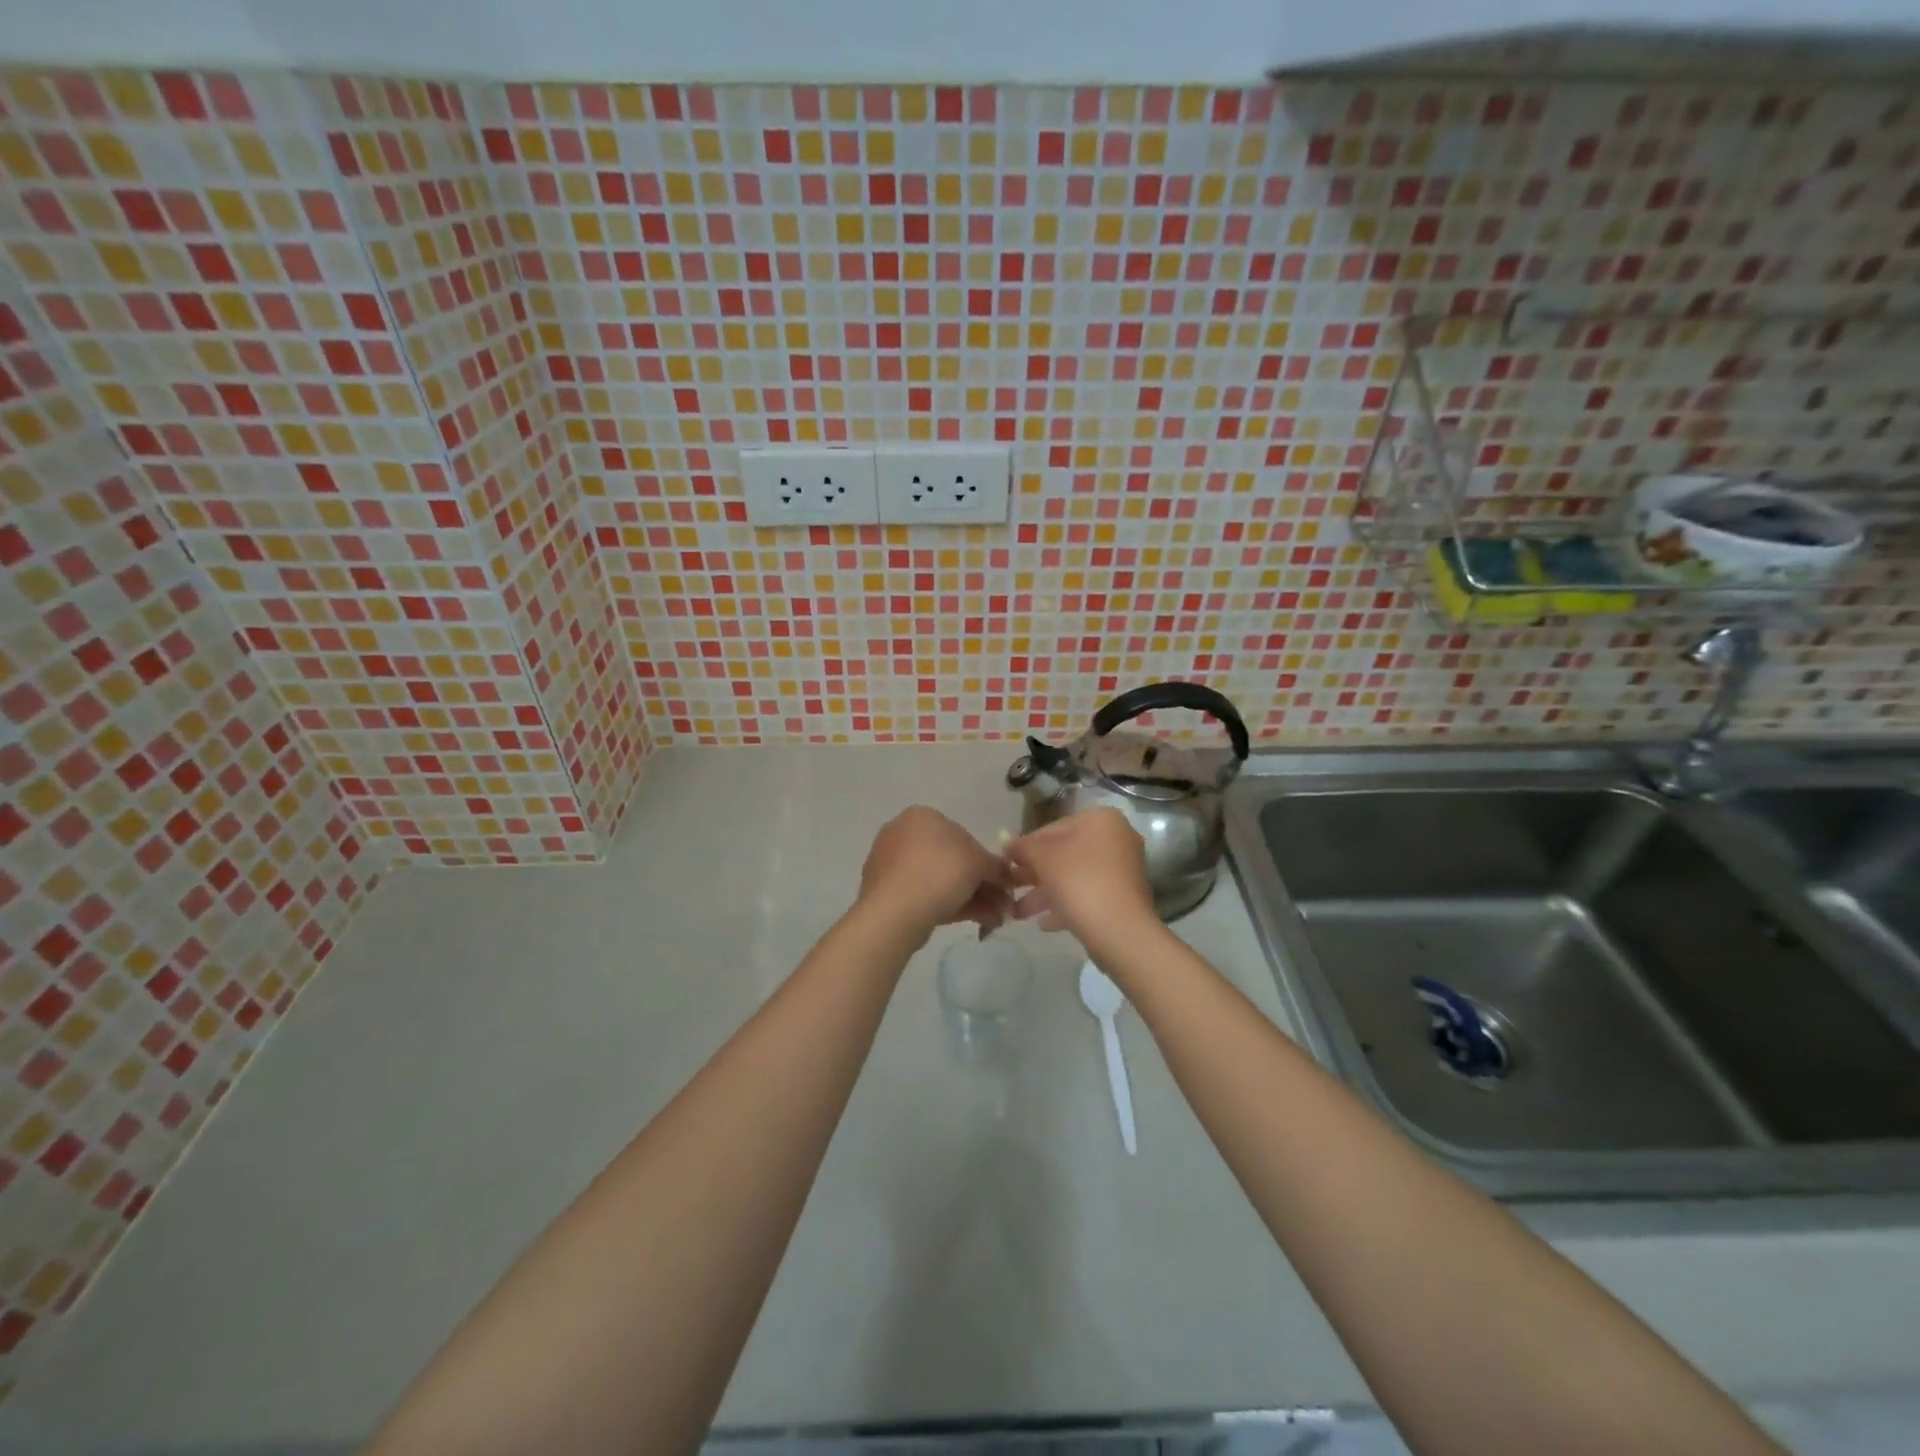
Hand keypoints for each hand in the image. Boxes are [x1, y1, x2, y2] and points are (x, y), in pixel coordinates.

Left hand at [856, 807, 1012, 937]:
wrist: (894, 912)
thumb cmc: (939, 873)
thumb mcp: (979, 863)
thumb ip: (996, 867)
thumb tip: (1006, 875)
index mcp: (921, 816)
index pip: (963, 834)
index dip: (986, 860)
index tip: (1002, 882)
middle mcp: (903, 834)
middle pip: (952, 859)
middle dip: (980, 883)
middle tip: (1001, 904)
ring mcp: (891, 864)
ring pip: (940, 880)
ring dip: (971, 897)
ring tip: (994, 918)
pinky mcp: (887, 892)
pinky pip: (925, 895)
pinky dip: (951, 905)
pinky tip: (975, 921)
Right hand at [1006, 808, 1159, 951]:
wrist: (1119, 931)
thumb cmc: (1078, 882)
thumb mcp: (1041, 857)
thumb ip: (1022, 846)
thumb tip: (1008, 844)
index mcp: (1100, 819)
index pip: (1052, 828)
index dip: (1026, 846)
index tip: (1007, 865)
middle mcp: (1116, 839)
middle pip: (1064, 853)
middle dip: (1034, 873)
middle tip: (1011, 888)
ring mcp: (1122, 870)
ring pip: (1074, 876)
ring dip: (1045, 893)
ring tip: (1019, 912)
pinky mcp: (1123, 898)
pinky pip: (1088, 895)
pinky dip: (1066, 905)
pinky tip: (1044, 923)